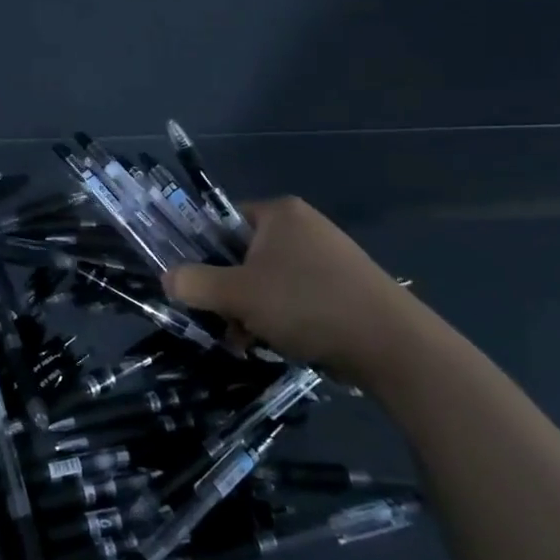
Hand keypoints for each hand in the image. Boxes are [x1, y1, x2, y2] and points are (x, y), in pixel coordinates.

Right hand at [164, 197, 428, 382]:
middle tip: (225, 322)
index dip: (203, 252)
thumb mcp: (239, 295)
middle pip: (243, 255)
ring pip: (267, 281)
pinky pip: (294, 295)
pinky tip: (278, 344)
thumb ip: (195, 283)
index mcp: (279, 213)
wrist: (392, 345)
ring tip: (250, 342)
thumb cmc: (307, 305)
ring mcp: (326, 256)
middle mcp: (303, 226)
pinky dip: (280, 317)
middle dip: (229, 292)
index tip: (196, 286)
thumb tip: (167, 278)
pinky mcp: (343, 286)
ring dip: (251, 311)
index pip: (222, 222)